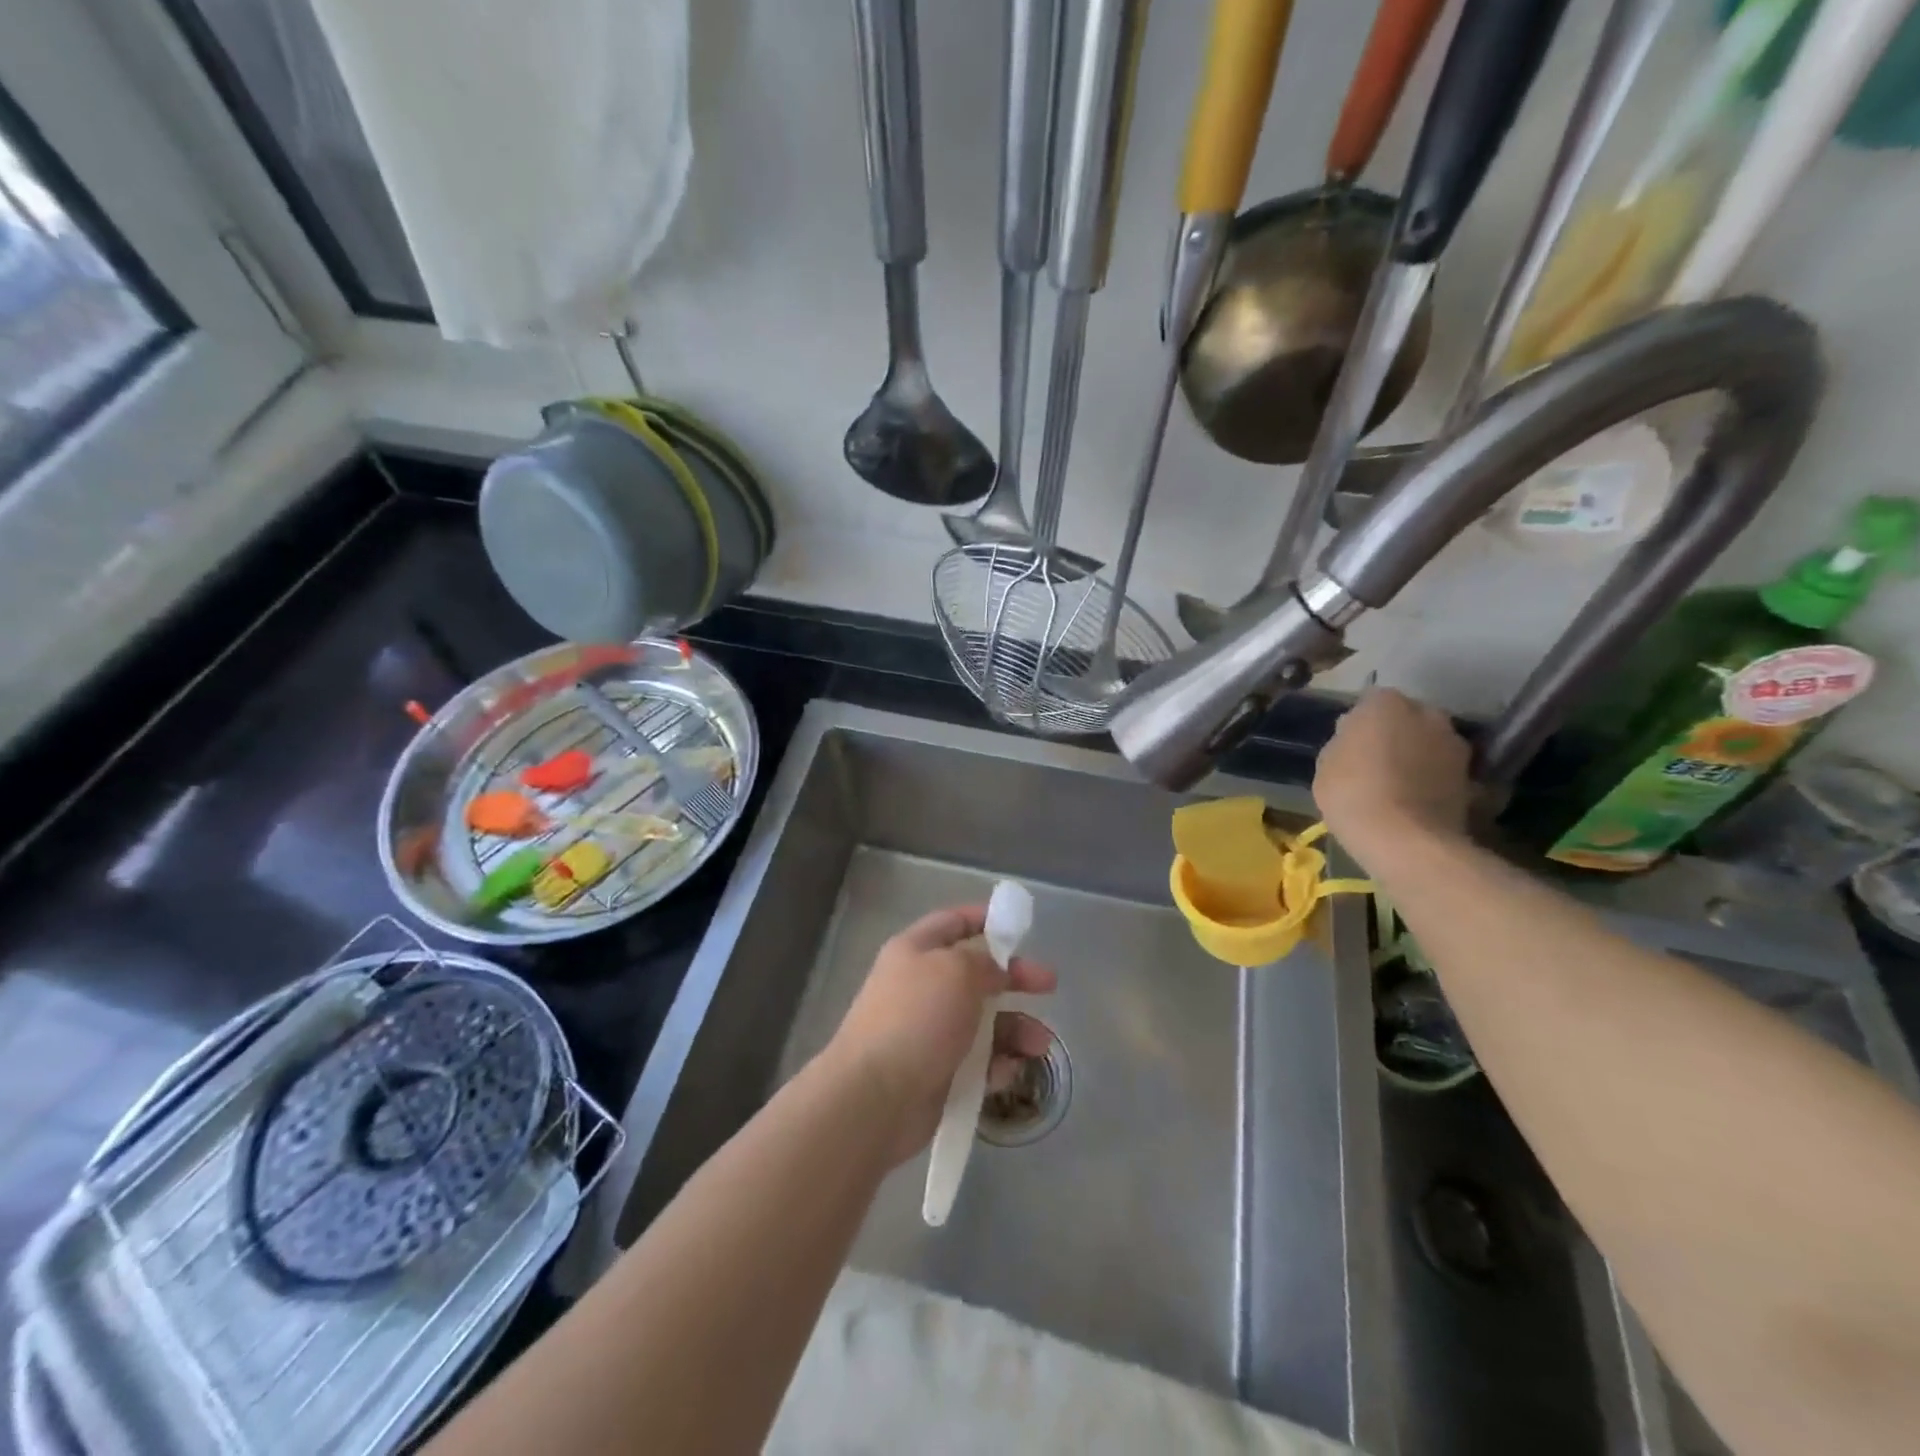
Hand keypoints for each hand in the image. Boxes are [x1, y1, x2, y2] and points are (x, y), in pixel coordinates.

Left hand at [824, 905, 1055, 1165]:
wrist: (875, 1097)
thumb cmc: (917, 1019)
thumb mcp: (957, 971)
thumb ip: (984, 961)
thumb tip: (995, 969)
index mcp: (915, 951)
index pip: (953, 923)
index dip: (985, 920)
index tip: (1020, 927)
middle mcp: (921, 987)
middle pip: (975, 974)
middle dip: (1014, 979)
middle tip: (1049, 985)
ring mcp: (928, 1032)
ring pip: (982, 1022)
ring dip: (1015, 1029)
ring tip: (1039, 1044)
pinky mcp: (937, 1073)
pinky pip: (976, 1062)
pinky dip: (997, 1065)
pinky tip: (1009, 1072)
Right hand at [1314, 688, 1472, 867]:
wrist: (1405, 840)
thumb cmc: (1352, 793)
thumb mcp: (1326, 763)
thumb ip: (1344, 741)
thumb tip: (1357, 736)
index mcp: (1386, 703)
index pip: (1370, 701)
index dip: (1360, 723)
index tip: (1351, 743)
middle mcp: (1427, 713)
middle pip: (1407, 718)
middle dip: (1395, 733)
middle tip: (1376, 761)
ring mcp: (1455, 743)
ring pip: (1429, 743)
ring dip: (1418, 756)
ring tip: (1398, 785)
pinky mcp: (1473, 776)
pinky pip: (1443, 770)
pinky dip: (1434, 780)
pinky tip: (1417, 801)